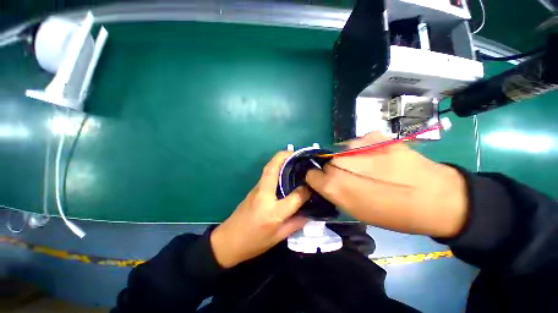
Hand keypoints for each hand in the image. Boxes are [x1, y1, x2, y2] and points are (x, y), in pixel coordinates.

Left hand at [210, 151, 309, 267]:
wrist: (228, 241)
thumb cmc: (253, 243)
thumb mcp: (278, 238)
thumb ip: (296, 224)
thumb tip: (310, 212)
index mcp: (272, 212)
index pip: (295, 197)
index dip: (306, 190)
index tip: (313, 185)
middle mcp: (264, 196)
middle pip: (273, 169)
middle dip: (285, 156)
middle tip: (298, 153)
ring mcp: (256, 189)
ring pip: (268, 169)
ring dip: (280, 160)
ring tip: (293, 158)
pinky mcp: (253, 188)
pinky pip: (266, 174)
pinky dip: (276, 167)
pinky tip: (284, 171)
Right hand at [306, 132, 467, 237]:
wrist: (439, 199)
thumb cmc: (394, 214)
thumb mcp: (356, 211)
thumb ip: (334, 193)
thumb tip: (322, 180)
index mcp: (335, 185)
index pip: (311, 174)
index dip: (317, 178)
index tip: (325, 182)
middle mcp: (341, 162)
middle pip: (326, 161)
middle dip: (333, 169)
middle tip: (351, 177)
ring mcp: (359, 145)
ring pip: (341, 151)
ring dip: (348, 159)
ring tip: (368, 167)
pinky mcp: (375, 135)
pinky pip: (358, 143)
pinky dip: (362, 150)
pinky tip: (377, 157)